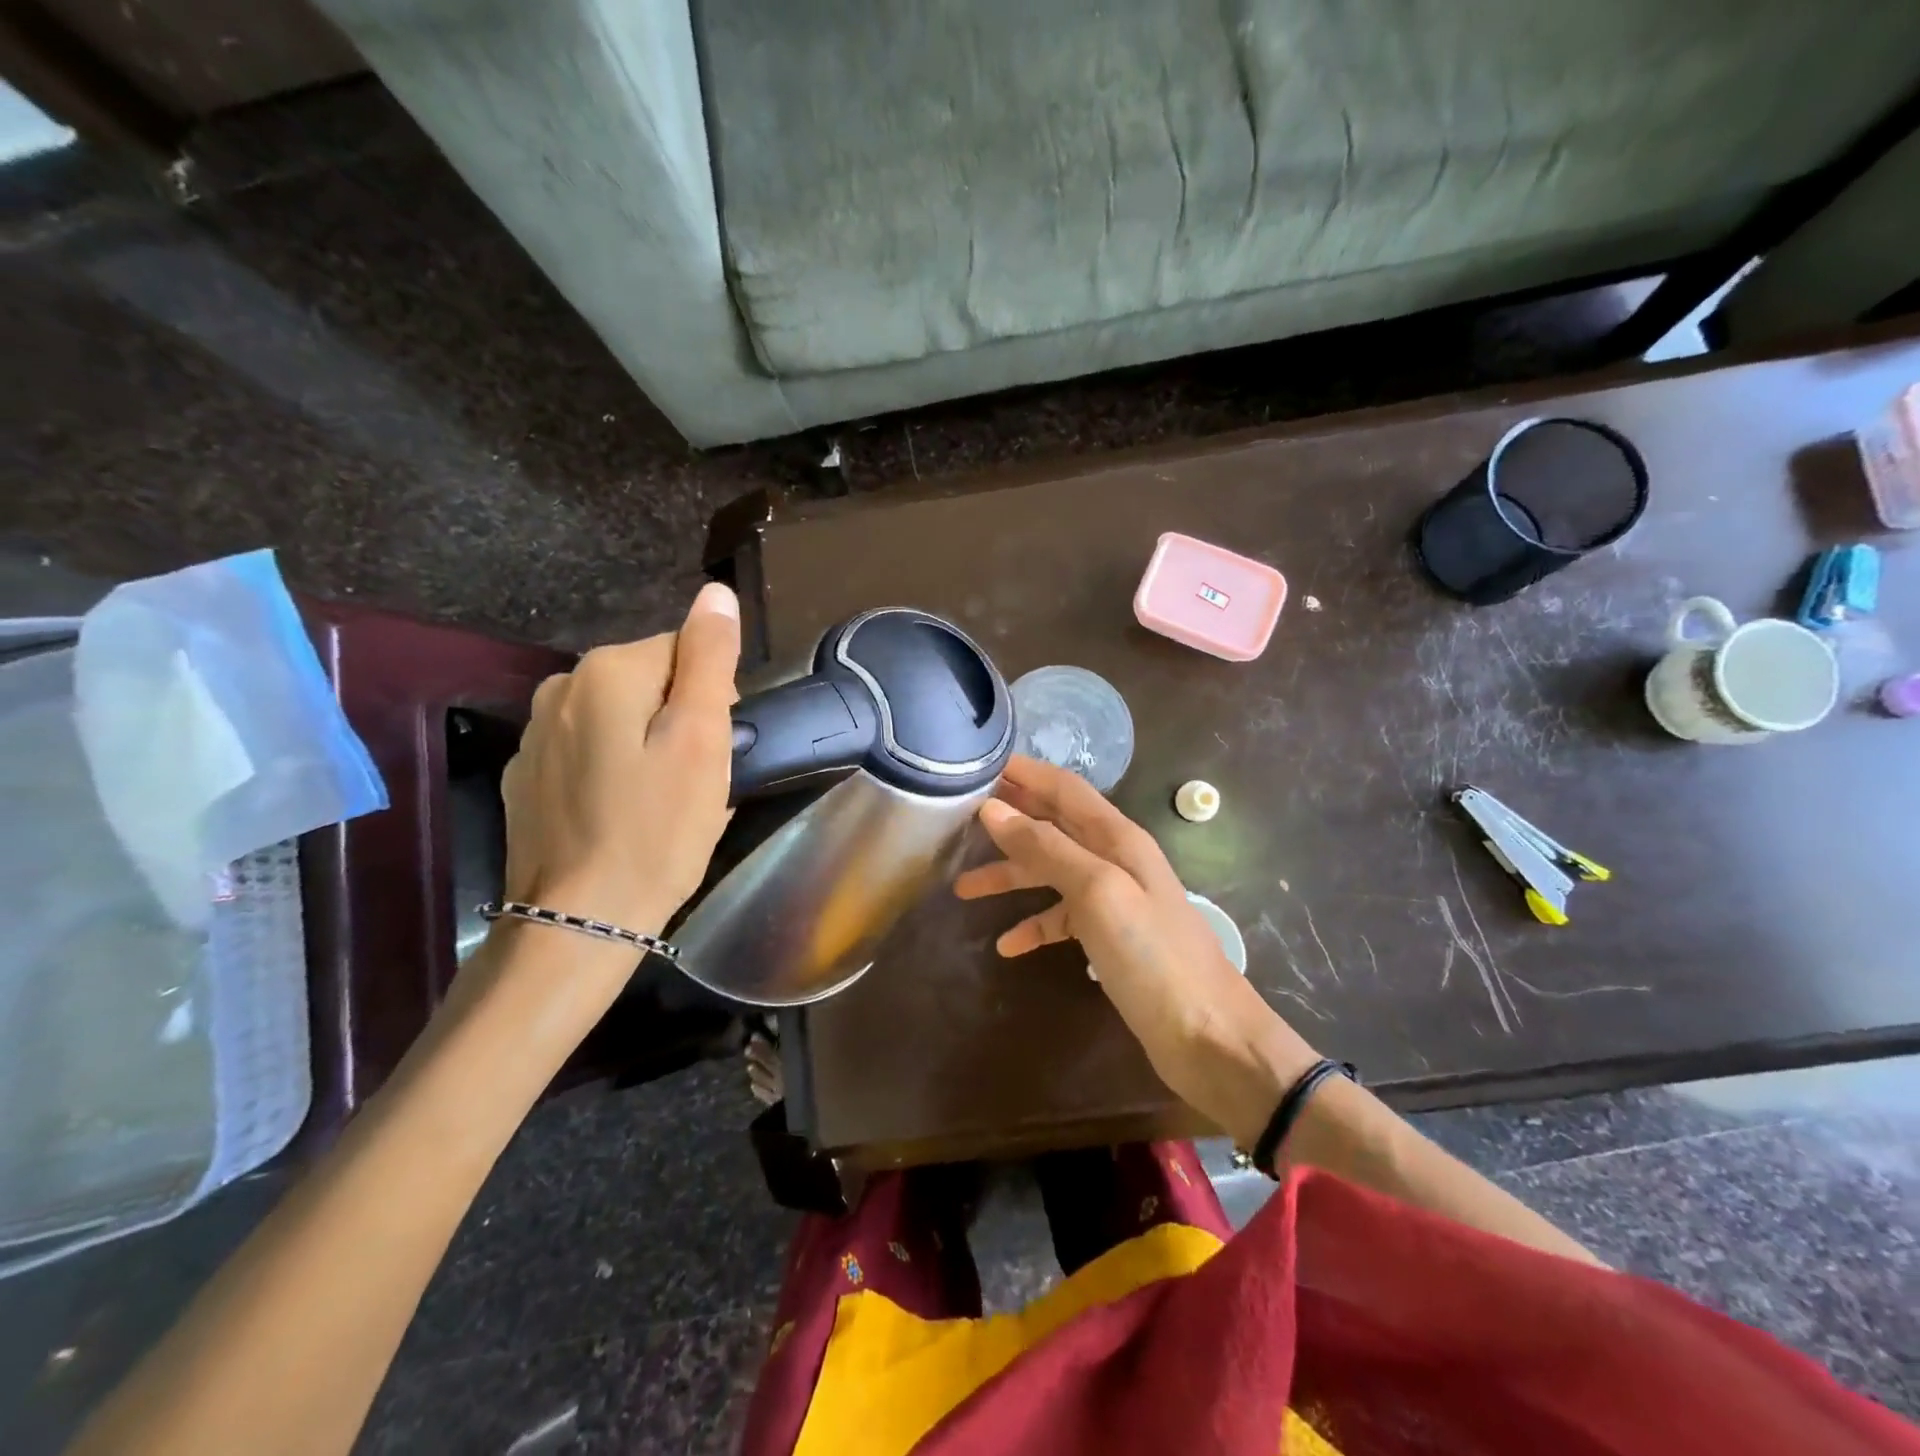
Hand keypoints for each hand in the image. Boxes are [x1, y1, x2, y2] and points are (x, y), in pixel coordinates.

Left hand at [500, 581, 739, 938]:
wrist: (580, 920)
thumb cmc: (657, 829)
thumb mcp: (700, 740)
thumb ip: (709, 659)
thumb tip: (715, 593)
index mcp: (606, 671)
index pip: (685, 651)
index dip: (713, 699)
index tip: (714, 751)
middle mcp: (559, 687)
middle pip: (650, 682)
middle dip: (680, 719)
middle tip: (693, 781)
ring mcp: (535, 734)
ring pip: (620, 718)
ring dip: (649, 744)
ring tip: (662, 802)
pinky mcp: (526, 776)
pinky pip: (590, 752)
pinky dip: (615, 770)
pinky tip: (623, 815)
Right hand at [954, 755, 1321, 1144]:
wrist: (1207, 1035)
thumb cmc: (1152, 954)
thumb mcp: (1096, 892)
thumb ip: (1047, 848)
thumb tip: (993, 810)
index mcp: (1117, 837)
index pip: (1064, 788)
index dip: (1025, 773)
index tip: (977, 766)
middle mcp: (1114, 859)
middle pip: (1053, 825)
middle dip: (1009, 820)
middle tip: (957, 820)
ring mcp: (1113, 899)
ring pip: (1051, 872)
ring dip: (1010, 875)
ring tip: (962, 888)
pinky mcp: (1110, 937)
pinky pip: (1062, 918)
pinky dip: (1034, 924)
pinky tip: (1007, 946)